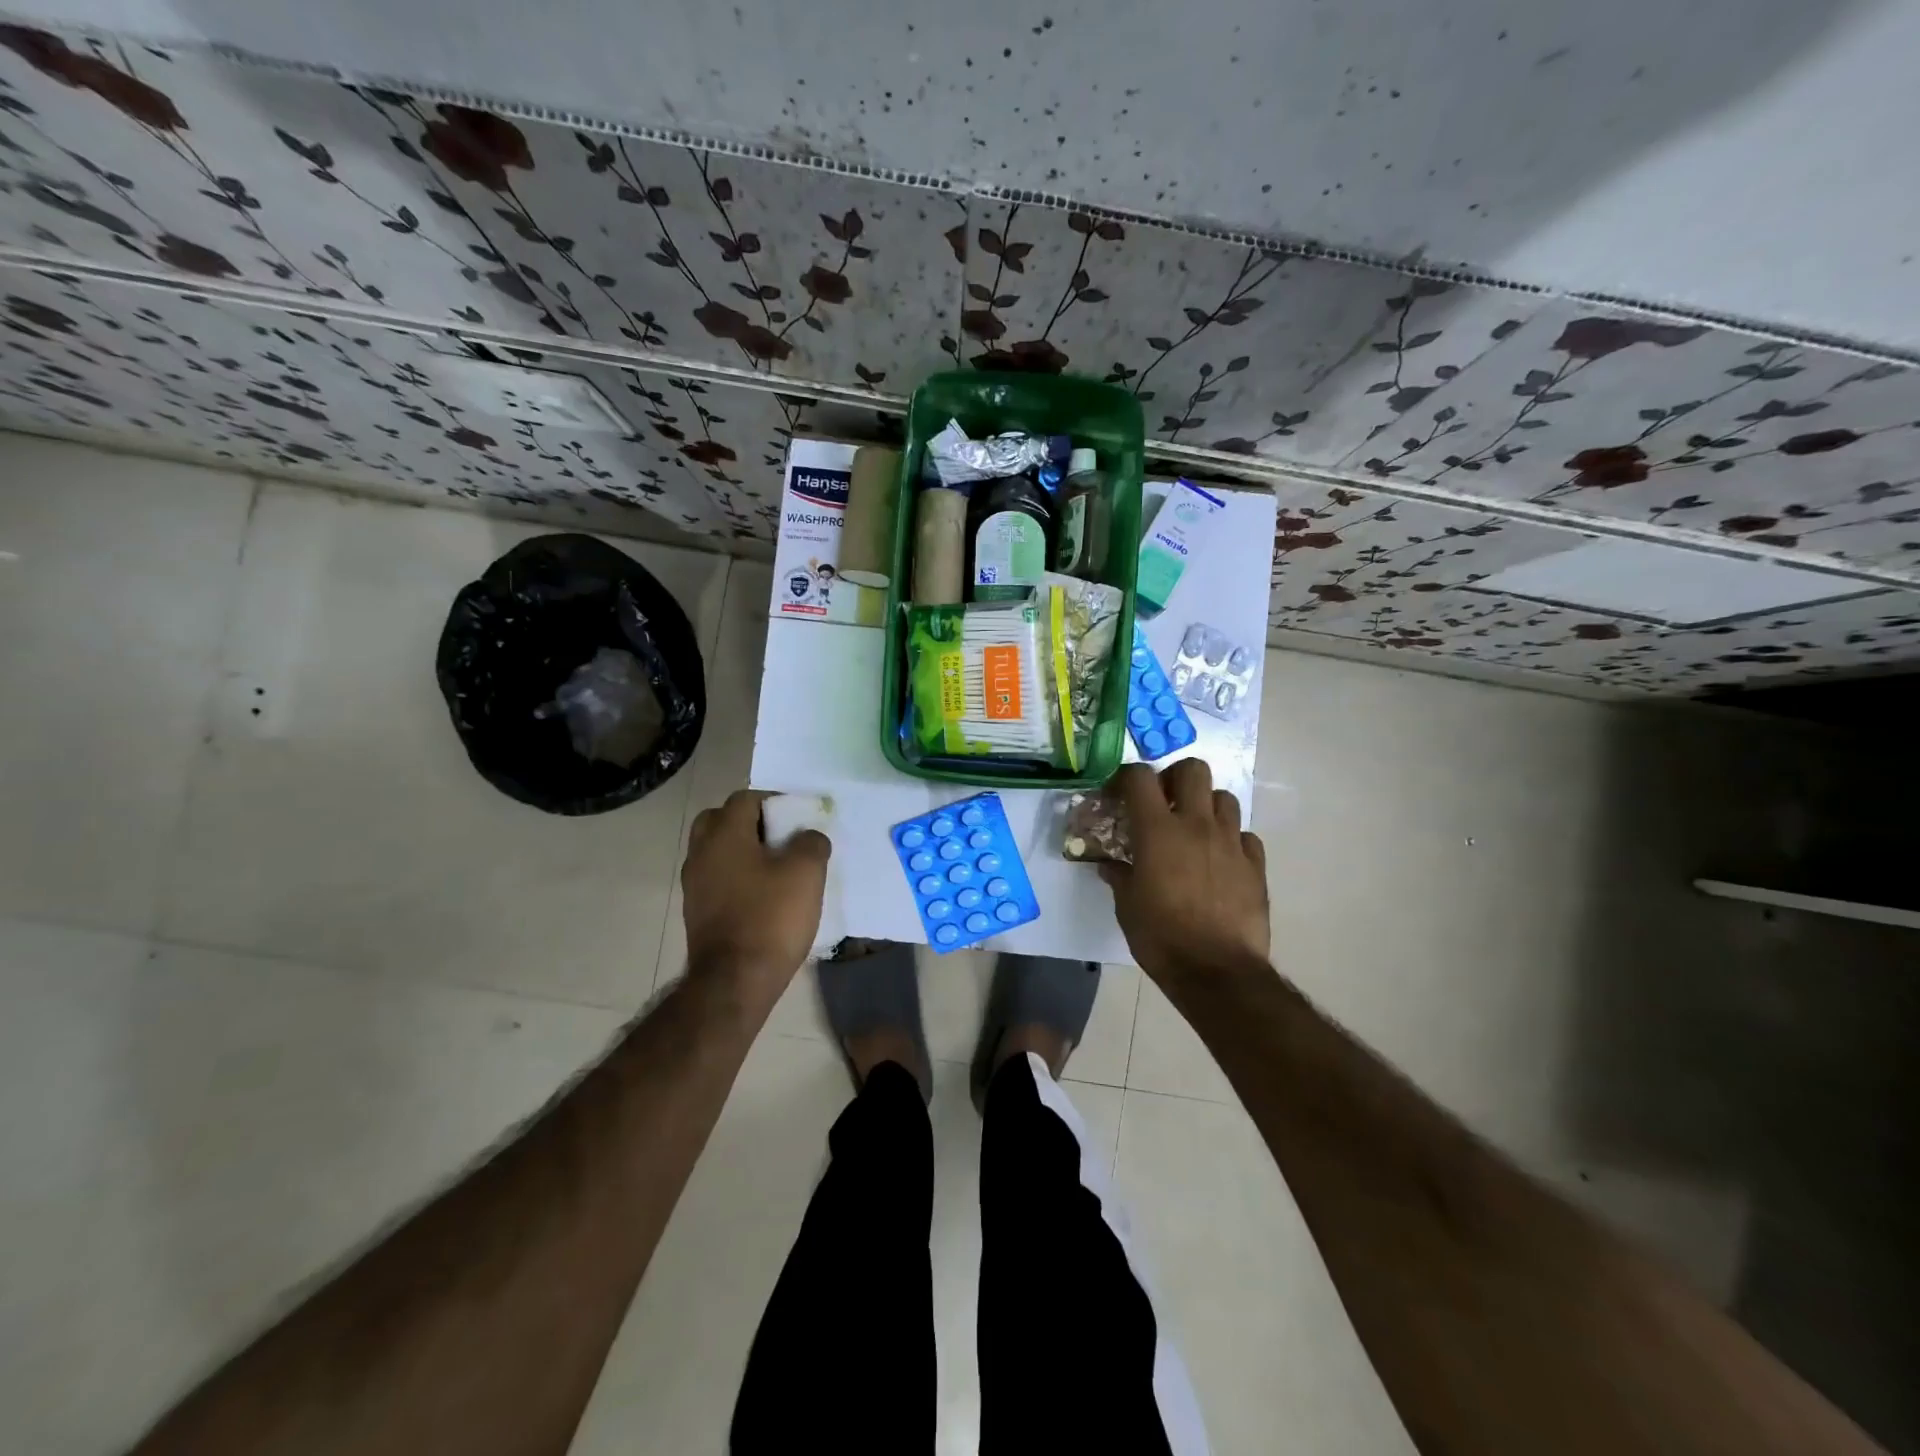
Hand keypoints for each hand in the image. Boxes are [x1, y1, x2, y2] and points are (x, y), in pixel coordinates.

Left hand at [681, 790, 829, 996]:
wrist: (735, 980)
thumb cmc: (771, 917)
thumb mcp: (806, 873)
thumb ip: (811, 843)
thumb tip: (809, 836)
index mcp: (724, 834)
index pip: (745, 799)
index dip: (774, 801)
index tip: (798, 817)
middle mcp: (701, 853)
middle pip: (721, 820)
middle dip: (750, 822)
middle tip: (780, 837)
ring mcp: (694, 884)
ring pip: (717, 851)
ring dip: (742, 850)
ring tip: (775, 867)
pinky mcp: (696, 912)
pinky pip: (716, 878)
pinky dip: (736, 876)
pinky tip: (762, 894)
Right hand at [1099, 761, 1269, 991]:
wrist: (1217, 972)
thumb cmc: (1161, 937)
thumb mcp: (1127, 907)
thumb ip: (1119, 877)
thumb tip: (1110, 866)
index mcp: (1157, 831)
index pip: (1139, 777)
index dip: (1126, 777)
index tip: (1119, 795)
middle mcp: (1197, 825)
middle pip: (1193, 770)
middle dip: (1176, 778)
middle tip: (1164, 801)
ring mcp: (1231, 843)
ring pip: (1225, 798)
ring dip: (1207, 806)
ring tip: (1195, 830)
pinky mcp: (1256, 866)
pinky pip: (1245, 836)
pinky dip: (1232, 840)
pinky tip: (1221, 860)